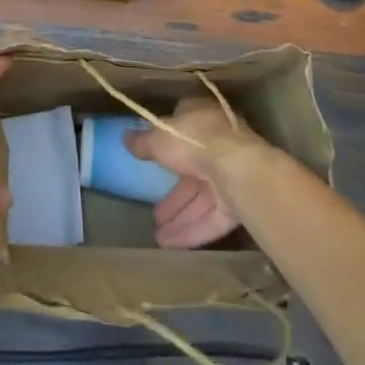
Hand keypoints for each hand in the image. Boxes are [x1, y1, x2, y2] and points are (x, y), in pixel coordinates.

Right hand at [124, 96, 272, 249]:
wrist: (238, 170)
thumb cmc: (194, 141)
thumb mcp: (159, 137)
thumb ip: (143, 140)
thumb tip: (125, 138)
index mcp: (202, 118)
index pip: (183, 128)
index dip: (167, 144)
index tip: (152, 159)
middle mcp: (219, 145)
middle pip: (191, 171)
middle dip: (173, 195)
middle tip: (154, 213)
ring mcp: (231, 175)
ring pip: (201, 199)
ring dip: (180, 217)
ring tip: (158, 237)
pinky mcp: (239, 204)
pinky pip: (211, 218)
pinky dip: (192, 231)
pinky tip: (171, 246)